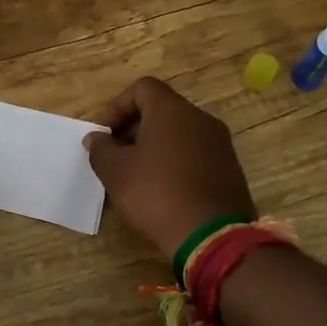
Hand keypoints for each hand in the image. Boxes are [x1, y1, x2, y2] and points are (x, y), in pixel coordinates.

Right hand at [83, 77, 256, 260]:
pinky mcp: (230, 168)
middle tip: (118, 155)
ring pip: (180, 132)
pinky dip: (177, 162)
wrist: (212, 237)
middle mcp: (200, 118)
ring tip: (139, 176)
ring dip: (156, 146)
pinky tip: (165, 190)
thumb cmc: (156, 194)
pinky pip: (196, 153)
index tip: (106, 135)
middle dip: (135, 128)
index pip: (142, 88)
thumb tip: (96, 138)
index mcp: (172, 111)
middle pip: (162, 109)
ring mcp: (220, 143)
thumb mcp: (115, 173)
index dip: (118, 106)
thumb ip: (101, 149)